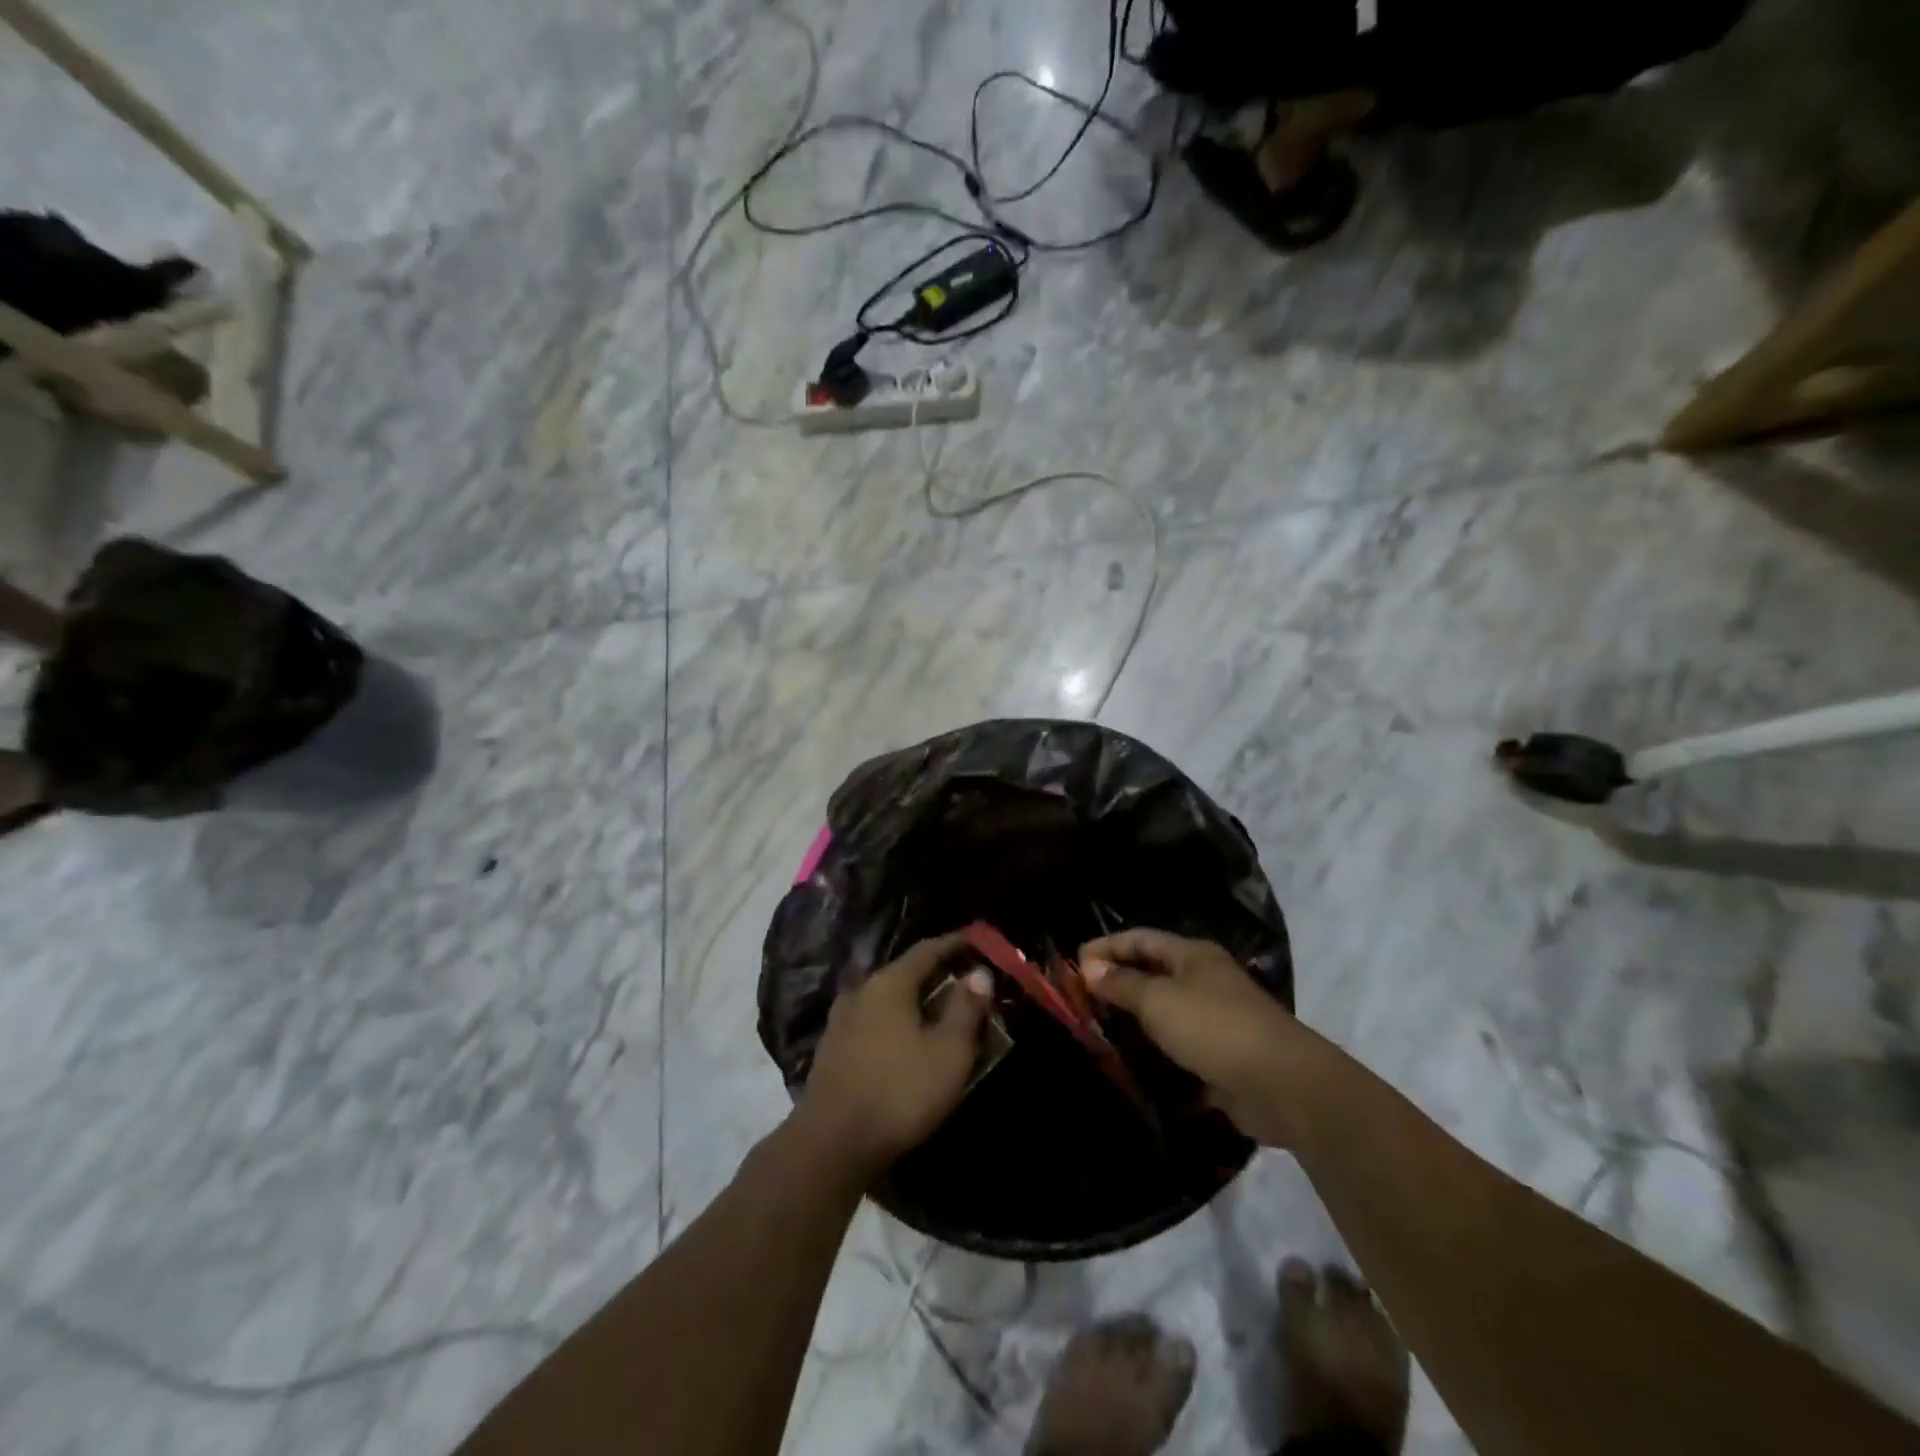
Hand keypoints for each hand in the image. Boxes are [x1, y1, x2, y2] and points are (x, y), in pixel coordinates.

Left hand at [793, 933, 992, 1178]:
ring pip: (885, 998)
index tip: (976, 943)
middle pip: (903, 973)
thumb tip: (979, 973)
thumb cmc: (899, 1092)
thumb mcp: (948, 1053)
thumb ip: (966, 1009)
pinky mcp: (832, 1050)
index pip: (926, 950)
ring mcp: (841, 1020)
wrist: (831, 1144)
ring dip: (911, 1001)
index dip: (953, 945)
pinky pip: (871, 1021)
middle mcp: (861, 991)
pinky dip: (893, 1022)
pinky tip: (903, 1040)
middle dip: (934, 975)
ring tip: (935, 1011)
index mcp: (889, 983)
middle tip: (963, 983)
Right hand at [1079, 929, 1326, 1148]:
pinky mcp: (1220, 1055)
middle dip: (1116, 982)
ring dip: (1134, 1019)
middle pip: (1151, 972)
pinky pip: (1178, 1045)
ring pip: (1164, 1010)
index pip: (1139, 938)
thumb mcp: (1158, 1000)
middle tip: (1080, 1000)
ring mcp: (1215, 1017)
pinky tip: (1132, 1062)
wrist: (1282, 1084)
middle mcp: (1203, 979)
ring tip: (1098, 1031)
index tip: (1073, 966)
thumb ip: (1122, 984)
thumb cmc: (1214, 1027)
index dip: (1105, 947)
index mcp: (1191, 955)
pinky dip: (1155, 1050)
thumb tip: (1090, 967)